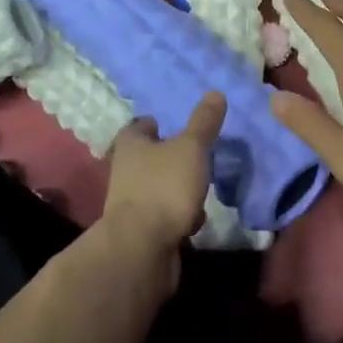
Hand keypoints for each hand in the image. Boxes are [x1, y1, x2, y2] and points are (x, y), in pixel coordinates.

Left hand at [99, 92, 224, 290]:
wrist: (142, 250)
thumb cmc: (164, 187)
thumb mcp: (191, 148)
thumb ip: (203, 122)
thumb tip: (215, 92)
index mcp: (131, 144)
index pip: (142, 126)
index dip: (158, 123)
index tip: (179, 125)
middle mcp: (126, 171)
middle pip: (151, 157)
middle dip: (174, 158)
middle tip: (199, 156)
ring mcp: (132, 203)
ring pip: (160, 188)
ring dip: (180, 189)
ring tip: (203, 189)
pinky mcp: (142, 231)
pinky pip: (166, 216)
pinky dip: (180, 216)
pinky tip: (196, 221)